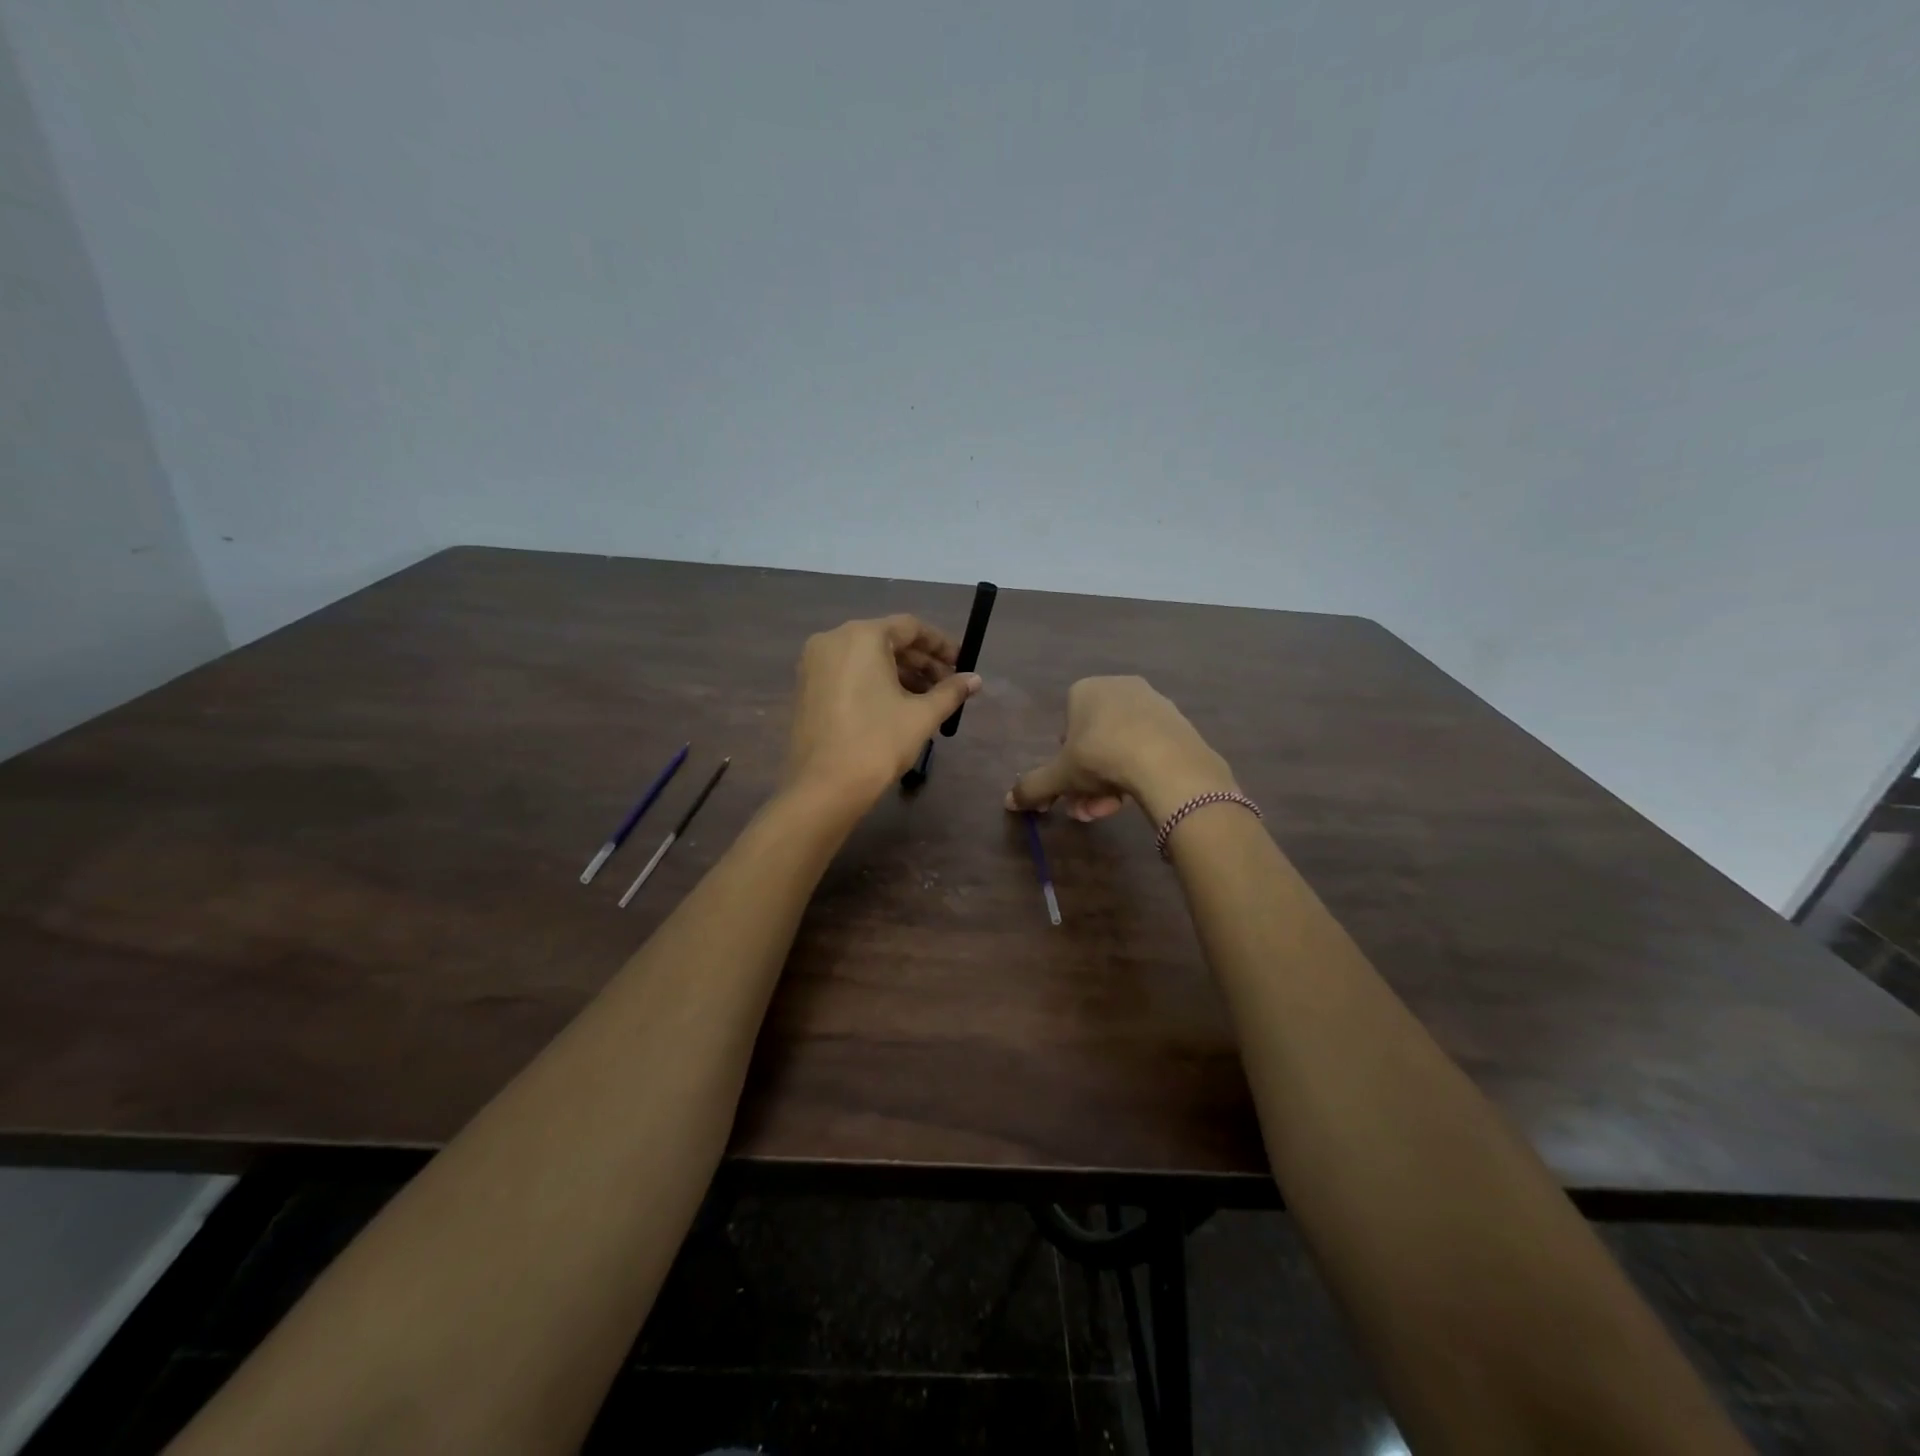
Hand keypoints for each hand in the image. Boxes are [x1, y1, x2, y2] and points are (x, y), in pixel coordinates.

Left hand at [782, 615, 981, 809]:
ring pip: (866, 658)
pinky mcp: (806, 688)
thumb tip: (975, 679)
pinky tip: (896, 706)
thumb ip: (950, 691)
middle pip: (887, 641)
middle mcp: (833, 640)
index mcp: (861, 636)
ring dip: (900, 674)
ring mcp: (814, 664)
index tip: (962, 664)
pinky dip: (874, 682)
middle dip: (921, 662)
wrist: (824, 787)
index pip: (910, 627)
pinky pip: (848, 673)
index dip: (941, 644)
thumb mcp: (921, 716)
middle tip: (949, 685)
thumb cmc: (878, 743)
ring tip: (928, 699)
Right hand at [1006, 676, 1233, 825]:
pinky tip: (1135, 798)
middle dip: (1086, 778)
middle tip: (1084, 806)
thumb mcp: (1060, 776)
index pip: (1065, 724)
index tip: (1067, 784)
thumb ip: (1033, 787)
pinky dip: (1137, 772)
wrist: (1169, 763)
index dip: (1063, 759)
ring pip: (1120, 747)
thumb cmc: (1102, 758)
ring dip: (1109, 781)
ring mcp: (1152, 703)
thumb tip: (1009, 802)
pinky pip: (1148, 748)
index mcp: (1086, 690)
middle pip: (1094, 740)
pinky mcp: (1178, 723)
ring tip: (1108, 809)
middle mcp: (1119, 688)